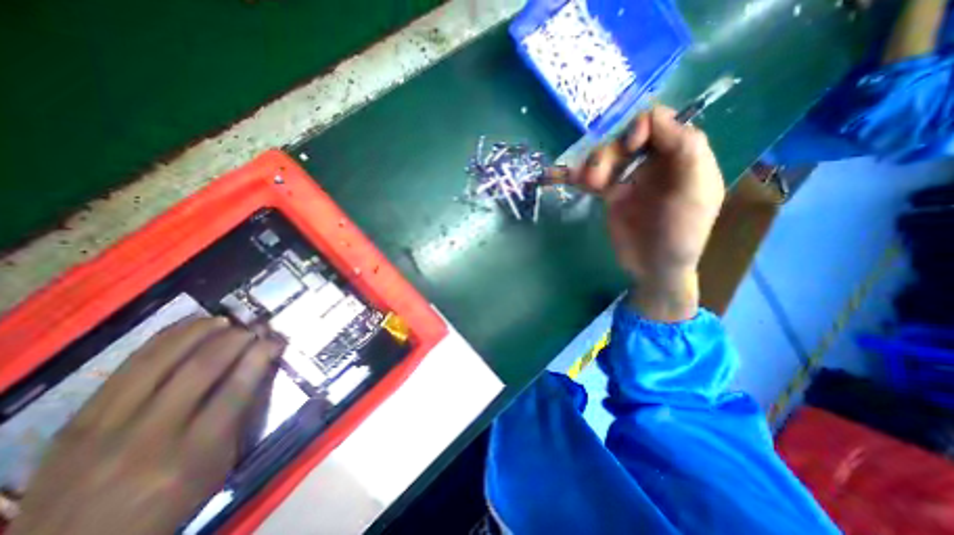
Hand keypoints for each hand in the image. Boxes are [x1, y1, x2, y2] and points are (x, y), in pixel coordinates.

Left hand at [9, 318, 281, 533]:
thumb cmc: (169, 503)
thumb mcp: (218, 467)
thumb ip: (239, 418)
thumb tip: (258, 370)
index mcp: (192, 455)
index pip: (236, 391)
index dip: (260, 357)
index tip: (276, 339)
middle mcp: (149, 437)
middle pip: (201, 370)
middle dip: (235, 339)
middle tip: (254, 326)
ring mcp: (106, 427)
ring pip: (161, 361)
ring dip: (200, 332)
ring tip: (225, 320)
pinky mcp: (78, 421)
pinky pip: (127, 367)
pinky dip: (163, 340)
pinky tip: (186, 327)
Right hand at [553, 108, 722, 320]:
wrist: (653, 267)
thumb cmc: (681, 234)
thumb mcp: (695, 193)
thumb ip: (687, 151)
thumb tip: (656, 116)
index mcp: (681, 156)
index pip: (659, 123)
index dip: (641, 128)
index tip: (629, 148)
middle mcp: (654, 162)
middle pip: (625, 139)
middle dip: (609, 153)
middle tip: (596, 178)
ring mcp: (630, 178)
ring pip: (606, 156)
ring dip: (592, 165)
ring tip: (587, 184)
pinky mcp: (611, 193)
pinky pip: (593, 177)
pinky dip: (578, 175)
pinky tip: (565, 177)